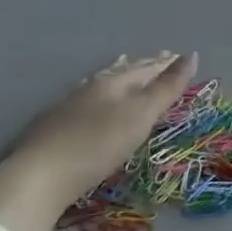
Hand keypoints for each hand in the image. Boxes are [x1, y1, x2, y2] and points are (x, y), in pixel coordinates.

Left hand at [10, 51, 198, 186]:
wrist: (41, 175)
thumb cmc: (99, 144)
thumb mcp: (140, 115)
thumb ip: (166, 88)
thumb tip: (190, 55)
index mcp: (114, 83)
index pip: (146, 68)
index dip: (165, 64)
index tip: (180, 55)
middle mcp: (91, 87)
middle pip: (123, 71)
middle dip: (144, 65)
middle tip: (160, 56)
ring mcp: (69, 105)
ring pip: (100, 82)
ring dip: (117, 73)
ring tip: (124, 63)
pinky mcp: (55, 125)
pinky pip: (85, 97)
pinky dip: (97, 92)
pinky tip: (90, 97)